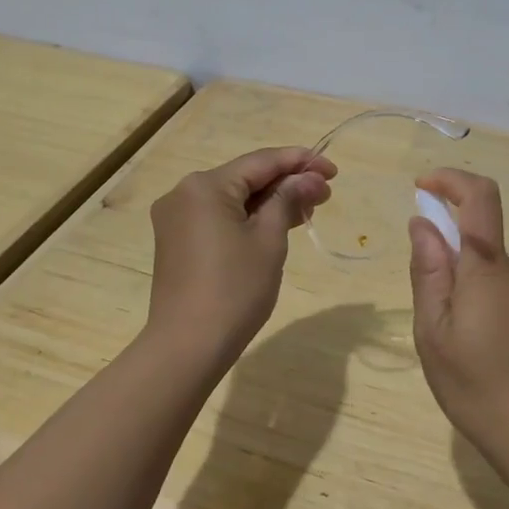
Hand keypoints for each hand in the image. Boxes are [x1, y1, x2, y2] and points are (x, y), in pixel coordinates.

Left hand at [145, 146, 335, 367]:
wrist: (187, 347)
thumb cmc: (234, 290)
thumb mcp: (269, 240)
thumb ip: (288, 200)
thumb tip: (309, 178)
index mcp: (205, 186)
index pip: (261, 161)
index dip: (300, 162)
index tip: (333, 169)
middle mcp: (184, 193)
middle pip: (245, 178)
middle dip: (286, 183)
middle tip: (325, 194)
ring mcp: (176, 218)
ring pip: (232, 198)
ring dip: (269, 202)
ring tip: (308, 209)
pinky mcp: (176, 241)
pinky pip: (219, 217)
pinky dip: (248, 218)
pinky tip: (276, 224)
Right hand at [407, 168, 508, 456]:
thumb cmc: (476, 385)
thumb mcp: (433, 330)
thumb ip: (428, 270)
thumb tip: (422, 223)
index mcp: (488, 267)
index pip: (479, 196)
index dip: (450, 179)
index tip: (421, 187)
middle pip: (478, 234)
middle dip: (443, 247)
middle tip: (424, 301)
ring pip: (485, 265)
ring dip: (458, 279)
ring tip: (445, 335)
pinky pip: (498, 287)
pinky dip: (474, 296)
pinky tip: (468, 345)